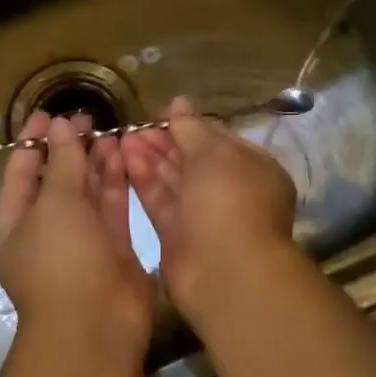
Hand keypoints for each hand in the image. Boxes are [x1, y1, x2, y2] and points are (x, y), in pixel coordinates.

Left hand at [0, 112, 153, 368]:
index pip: (20, 171)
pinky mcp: (112, 248)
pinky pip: (111, 206)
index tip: (50, 113)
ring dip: (96, 161)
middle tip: (89, 118)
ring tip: (110, 131)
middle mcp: (45, 230)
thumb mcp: (55, 204)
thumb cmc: (62, 261)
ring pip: (87, 191)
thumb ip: (61, 161)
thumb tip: (61, 125)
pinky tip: (125, 155)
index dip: (33, 140)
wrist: (96, 327)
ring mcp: (80, 240)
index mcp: (14, 223)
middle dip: (70, 148)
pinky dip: (116, 181)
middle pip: (56, 179)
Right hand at [121, 96, 297, 330]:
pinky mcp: (178, 237)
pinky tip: (124, 159)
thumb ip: (191, 127)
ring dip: (149, 158)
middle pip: (193, 160)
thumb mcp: (213, 153)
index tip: (160, 113)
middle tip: (134, 127)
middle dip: (164, 142)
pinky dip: (144, 181)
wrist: (226, 274)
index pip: (217, 139)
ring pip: (174, 181)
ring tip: (122, 138)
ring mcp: (204, 216)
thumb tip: (179, 102)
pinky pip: (161, 202)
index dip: (189, 125)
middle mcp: (230, 191)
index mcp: (252, 168)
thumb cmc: (229, 201)